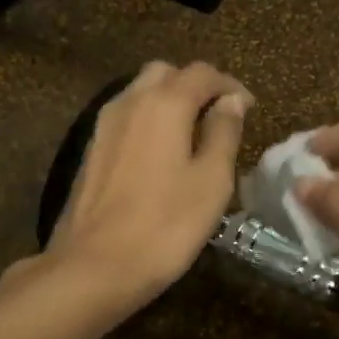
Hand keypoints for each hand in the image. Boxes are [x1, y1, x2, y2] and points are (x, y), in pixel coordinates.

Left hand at [43, 60, 251, 311]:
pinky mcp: (91, 151)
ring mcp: (103, 126)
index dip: (229, 85)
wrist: (94, 266)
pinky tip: (161, 154)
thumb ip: (224, 133)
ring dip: (169, 102)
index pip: (201, 73)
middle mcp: (129, 102)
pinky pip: (125, 118)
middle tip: (218, 117)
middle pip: (165, 74)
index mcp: (164, 104)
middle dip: (195, 86)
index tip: (248, 108)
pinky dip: (148, 121)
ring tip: (192, 135)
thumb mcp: (212, 182)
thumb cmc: (165, 226)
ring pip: (140, 93)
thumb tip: (231, 101)